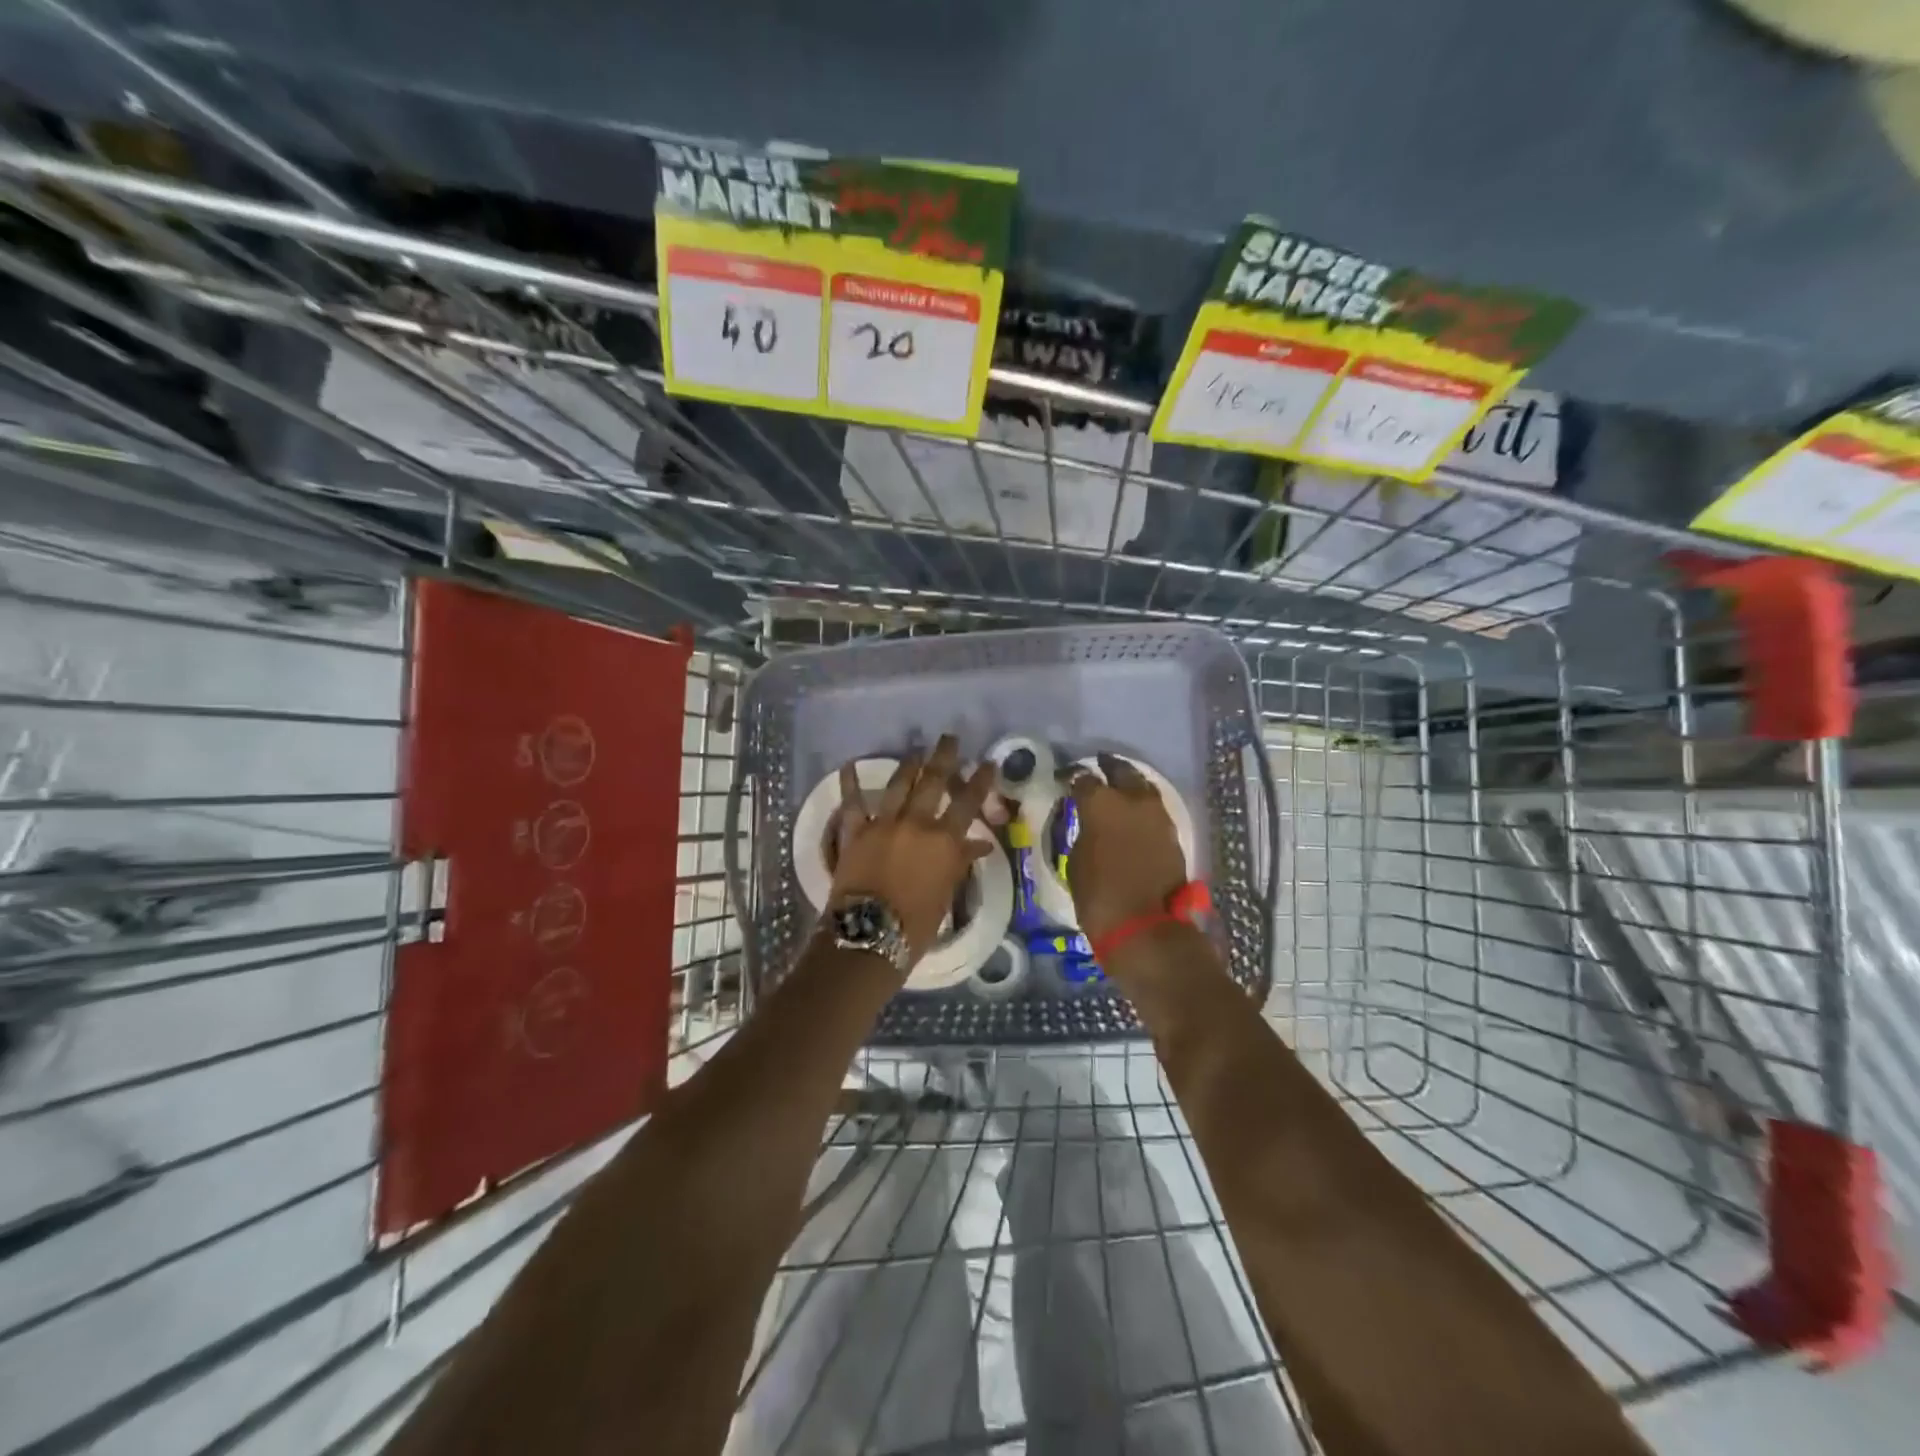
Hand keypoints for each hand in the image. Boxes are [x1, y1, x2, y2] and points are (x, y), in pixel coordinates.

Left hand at [830, 734, 994, 964]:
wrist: (870, 936)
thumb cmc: (916, 924)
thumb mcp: (946, 893)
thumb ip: (959, 862)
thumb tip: (979, 844)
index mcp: (944, 840)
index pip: (968, 803)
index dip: (980, 780)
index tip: (988, 762)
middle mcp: (916, 824)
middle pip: (933, 782)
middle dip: (943, 757)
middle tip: (949, 738)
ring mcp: (883, 824)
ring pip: (898, 785)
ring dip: (908, 765)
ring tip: (916, 751)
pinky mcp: (855, 833)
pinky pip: (852, 804)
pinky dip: (850, 784)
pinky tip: (848, 765)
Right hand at [1066, 753, 1187, 941]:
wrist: (1144, 926)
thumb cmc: (1097, 895)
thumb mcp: (1076, 859)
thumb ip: (1084, 830)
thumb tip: (1089, 821)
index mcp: (1101, 803)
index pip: (1084, 778)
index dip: (1074, 778)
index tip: (1067, 781)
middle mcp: (1133, 800)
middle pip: (1122, 771)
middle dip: (1109, 768)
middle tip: (1098, 769)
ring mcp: (1158, 816)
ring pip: (1144, 787)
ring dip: (1131, 786)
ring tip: (1119, 792)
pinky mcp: (1173, 835)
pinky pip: (1155, 811)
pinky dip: (1143, 809)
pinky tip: (1134, 816)